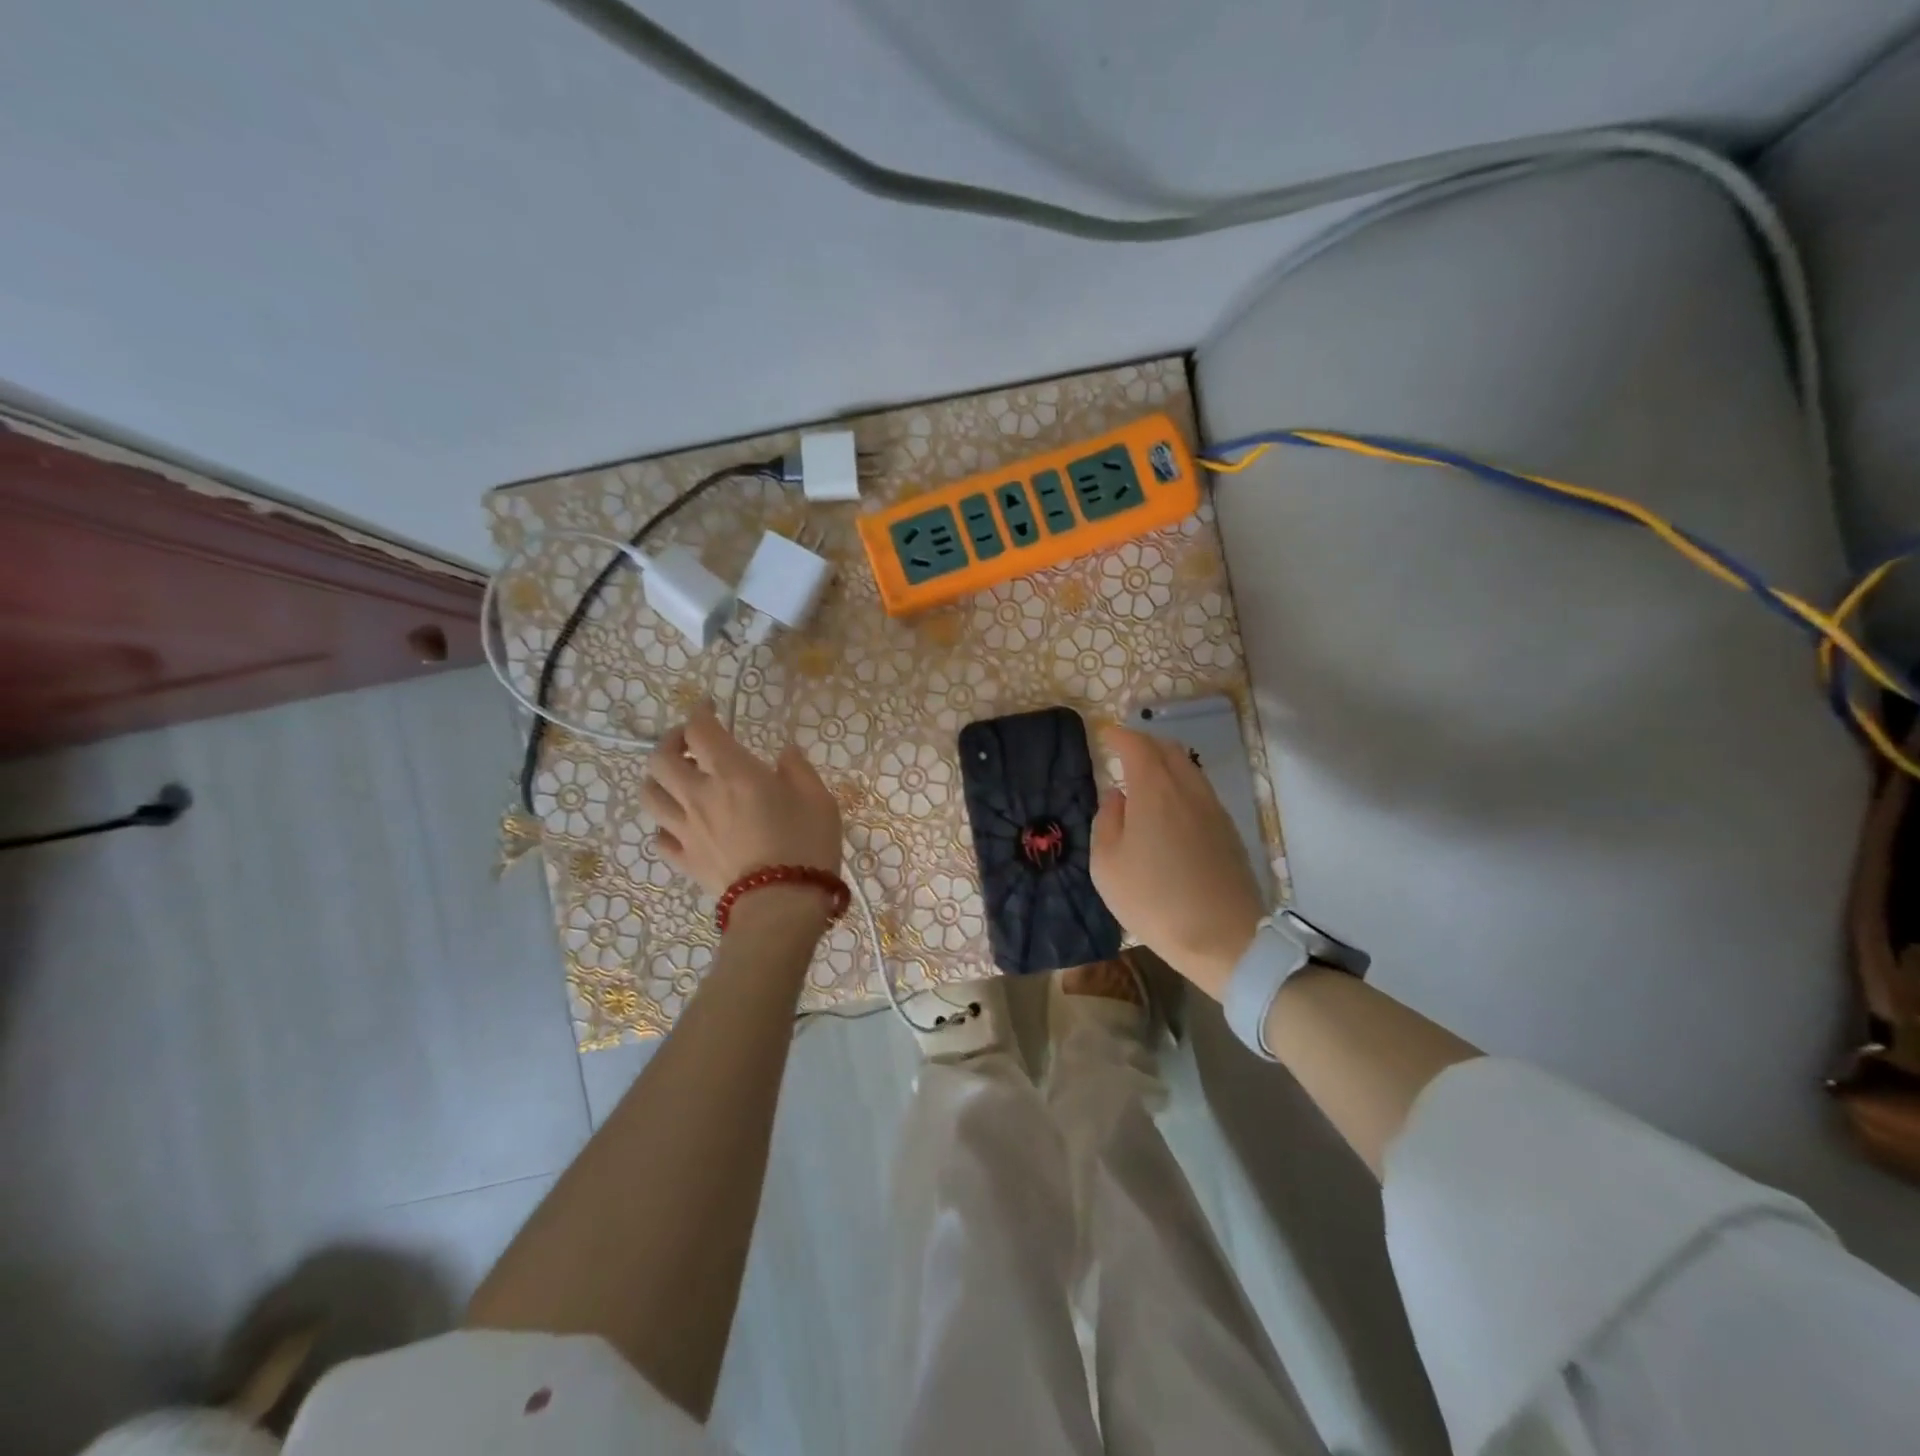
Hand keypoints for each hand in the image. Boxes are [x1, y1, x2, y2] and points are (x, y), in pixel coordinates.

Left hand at [642, 701, 841, 903]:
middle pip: (660, 759)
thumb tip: (784, 753)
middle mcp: (699, 795)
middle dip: (670, 741)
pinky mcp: (685, 860)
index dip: (700, 712)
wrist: (780, 905)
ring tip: (677, 779)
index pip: (700, 730)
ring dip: (659, 780)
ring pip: (650, 796)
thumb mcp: (818, 798)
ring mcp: (686, 830)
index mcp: (733, 772)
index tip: (711, 707)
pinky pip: (660, 836)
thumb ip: (798, 769)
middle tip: (689, 742)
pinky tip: (682, 823)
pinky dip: (666, 824)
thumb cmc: (806, 844)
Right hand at [1090, 725, 1265, 998]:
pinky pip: (1200, 790)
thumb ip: (1107, 821)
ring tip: (1145, 778)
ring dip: (1165, 763)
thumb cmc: (1153, 900)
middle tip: (1124, 752)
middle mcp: (1188, 789)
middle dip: (1144, 743)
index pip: (1137, 746)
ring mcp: (1213, 808)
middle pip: (1168, 749)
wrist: (1223, 938)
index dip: (1120, 736)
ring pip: (1188, 768)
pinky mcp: (1228, 830)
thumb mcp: (1107, 865)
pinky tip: (1170, 808)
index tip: (1106, 734)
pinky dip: (1181, 784)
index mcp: (1155, 790)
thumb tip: (1116, 796)